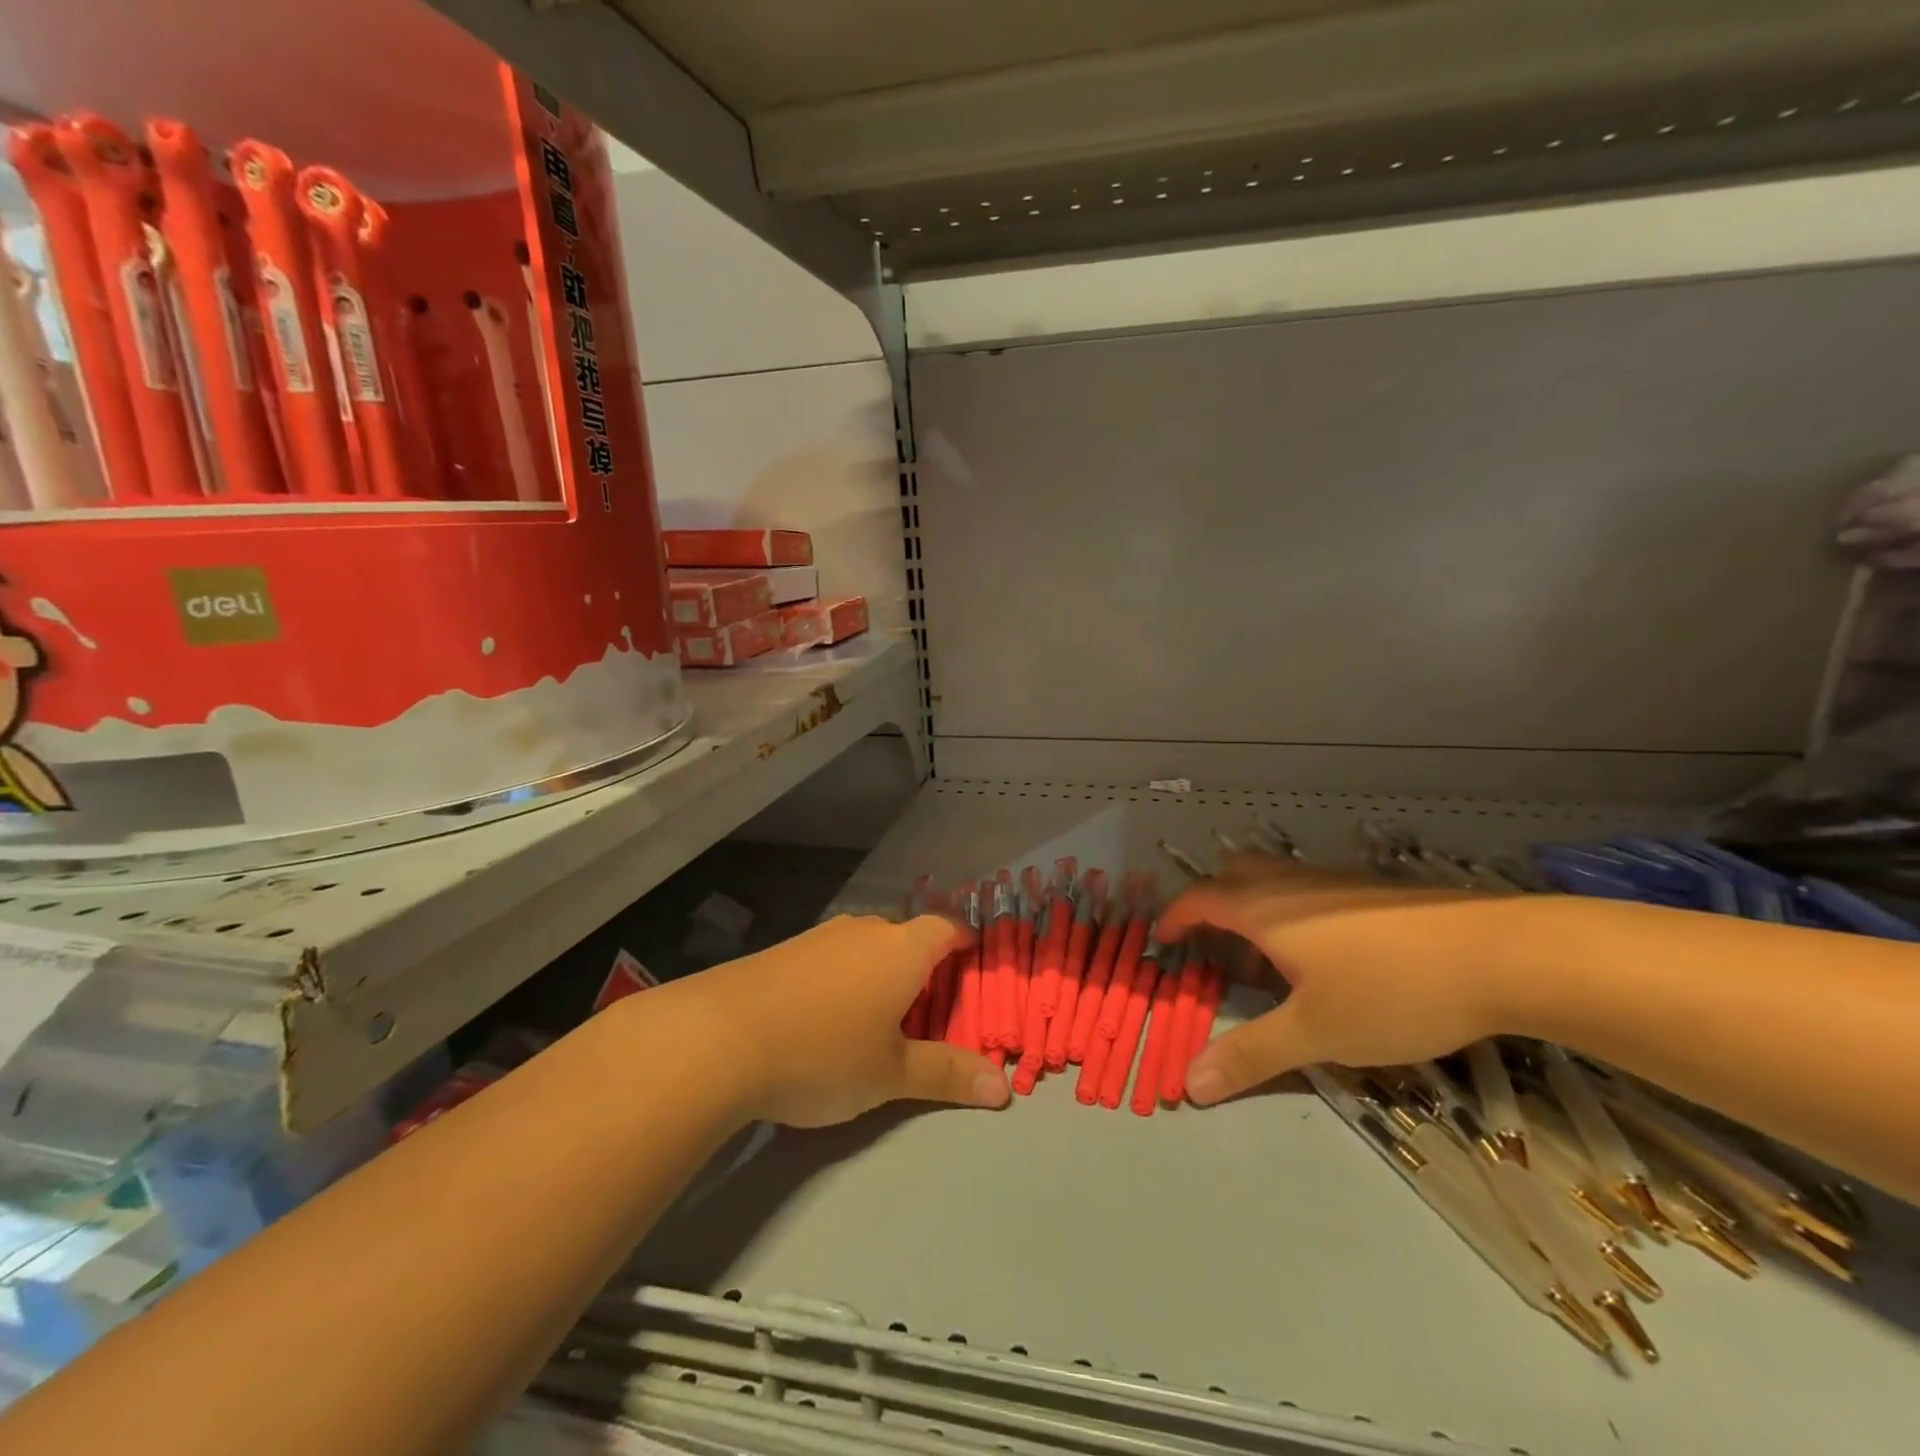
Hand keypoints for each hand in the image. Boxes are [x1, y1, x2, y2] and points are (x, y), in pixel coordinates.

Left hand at [687, 914, 1009, 1126]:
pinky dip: (842, 978)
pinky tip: (823, 1017)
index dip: (964, 941)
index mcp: (902, 949)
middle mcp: (864, 930)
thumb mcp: (891, 1073)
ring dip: (878, 972)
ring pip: (865, 946)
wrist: (718, 1038)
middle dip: (921, 966)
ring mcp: (820, 936)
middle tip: (928, 1008)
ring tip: (877, 1017)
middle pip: (906, 937)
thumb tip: (1004, 1087)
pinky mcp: (784, 950)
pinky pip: (830, 956)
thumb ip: (947, 1074)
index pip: (946, 927)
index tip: (972, 962)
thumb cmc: (823, 1052)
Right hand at [1158, 855, 1516, 1105]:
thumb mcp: (1316, 1033)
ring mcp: (1335, 882)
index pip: (1200, 899)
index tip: (1162, 940)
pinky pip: (1309, 891)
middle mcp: (1291, 884)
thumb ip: (1251, 1055)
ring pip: (1274, 882)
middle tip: (1211, 945)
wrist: (1500, 955)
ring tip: (1266, 960)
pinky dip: (1292, 913)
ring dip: (1254, 910)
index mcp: (1264, 909)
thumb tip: (1188, 1085)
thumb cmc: (1391, 990)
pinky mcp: (1373, 891)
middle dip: (1212, 904)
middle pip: (1233, 875)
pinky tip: (1326, 956)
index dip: (1175, 917)